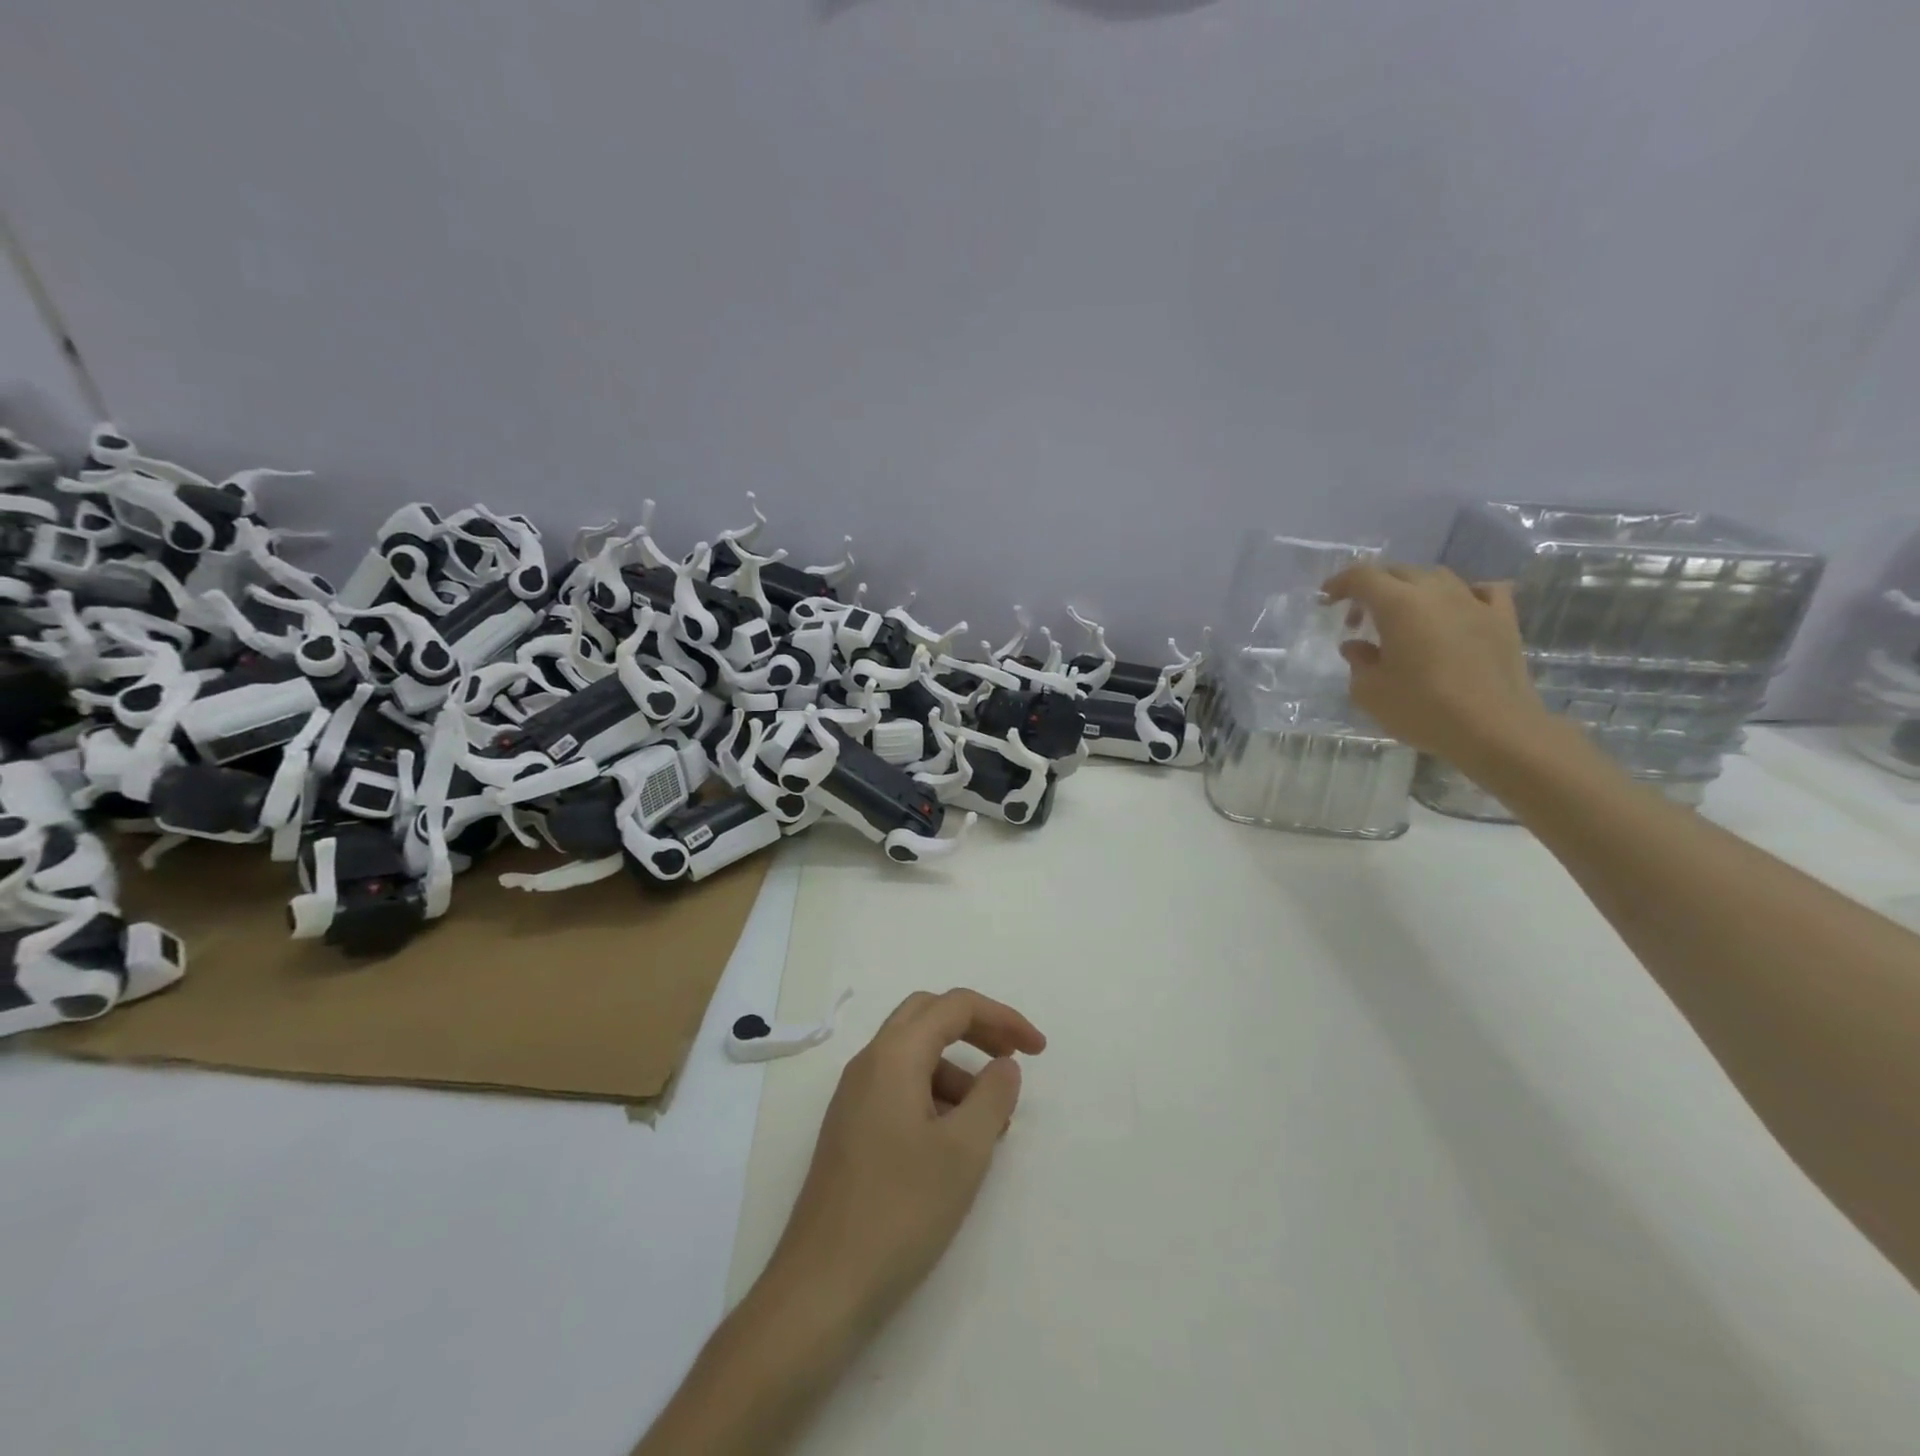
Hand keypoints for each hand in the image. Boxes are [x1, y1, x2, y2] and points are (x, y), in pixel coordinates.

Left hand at [762, 988, 1045, 1336]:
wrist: (823, 1287)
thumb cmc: (900, 1211)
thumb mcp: (964, 1152)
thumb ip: (993, 1096)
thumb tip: (1004, 1065)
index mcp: (893, 1055)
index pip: (954, 1006)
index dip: (1002, 1017)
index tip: (1038, 1050)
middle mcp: (869, 1063)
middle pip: (928, 1016)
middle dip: (976, 1028)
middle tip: (1013, 1058)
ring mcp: (854, 1096)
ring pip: (913, 1054)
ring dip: (957, 1068)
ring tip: (992, 1120)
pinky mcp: (851, 1128)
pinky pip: (899, 1087)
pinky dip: (935, 1095)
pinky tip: (956, 1142)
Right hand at [1321, 562, 1550, 770]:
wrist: (1494, 729)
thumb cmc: (1422, 709)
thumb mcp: (1370, 692)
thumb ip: (1358, 662)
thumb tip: (1356, 646)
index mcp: (1399, 605)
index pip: (1362, 577)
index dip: (1339, 583)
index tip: (1326, 600)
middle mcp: (1437, 593)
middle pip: (1398, 572)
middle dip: (1372, 588)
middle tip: (1357, 618)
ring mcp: (1474, 602)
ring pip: (1437, 577)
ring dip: (1412, 589)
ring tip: (1402, 616)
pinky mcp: (1503, 619)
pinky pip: (1483, 590)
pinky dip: (1462, 593)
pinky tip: (1456, 610)